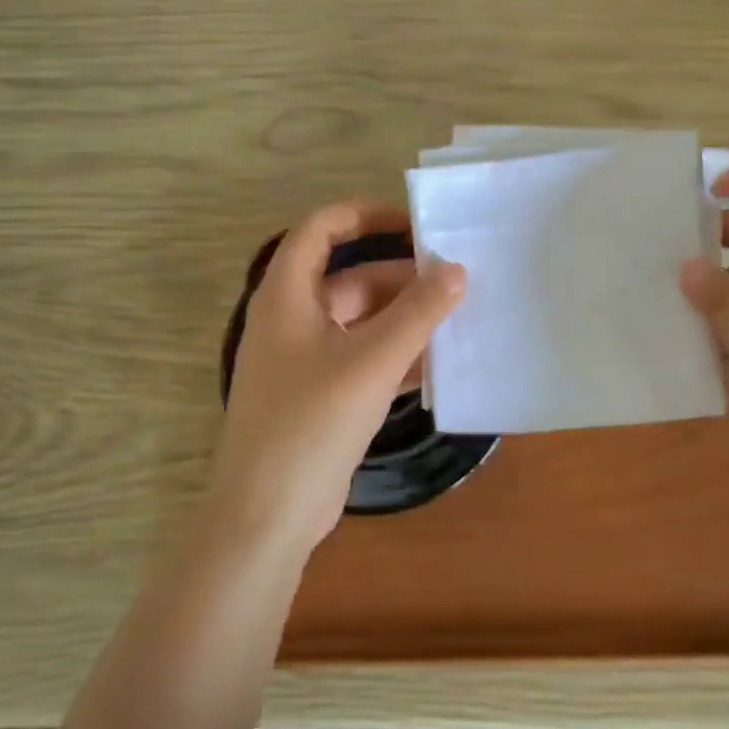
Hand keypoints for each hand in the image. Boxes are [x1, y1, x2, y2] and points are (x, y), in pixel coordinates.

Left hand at [210, 202, 465, 556]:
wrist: (268, 514)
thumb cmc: (311, 423)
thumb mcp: (371, 361)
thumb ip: (417, 313)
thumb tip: (457, 270)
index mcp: (288, 295)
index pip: (321, 229)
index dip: (365, 214)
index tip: (415, 223)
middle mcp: (294, 319)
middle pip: (351, 278)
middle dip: (403, 278)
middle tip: (458, 280)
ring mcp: (307, 360)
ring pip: (363, 322)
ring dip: (406, 319)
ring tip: (460, 318)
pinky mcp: (323, 396)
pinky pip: (365, 359)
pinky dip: (398, 356)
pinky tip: (441, 364)